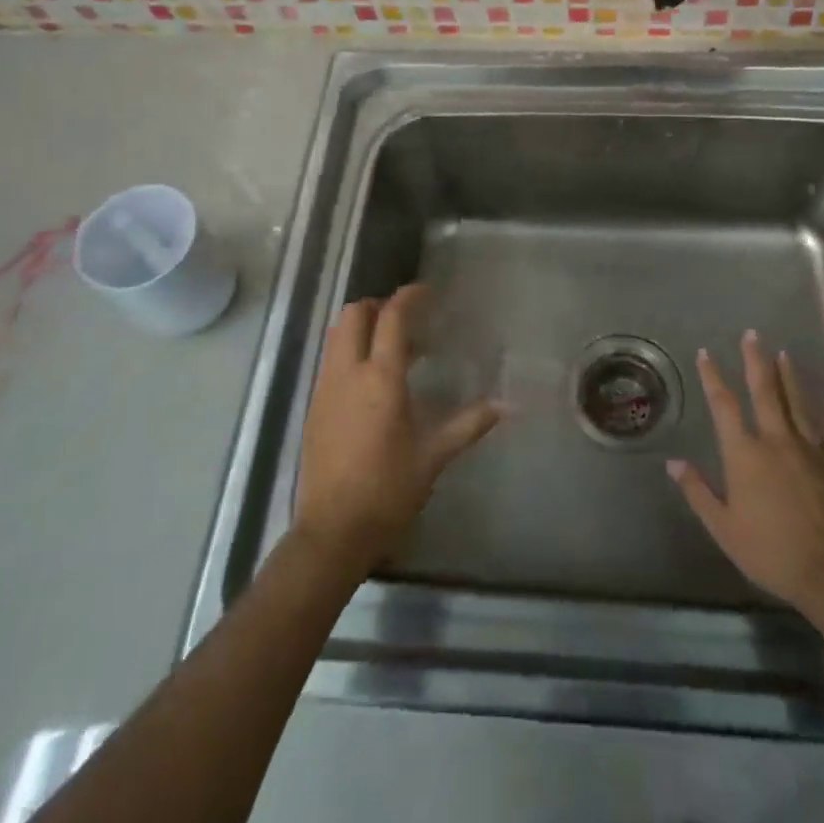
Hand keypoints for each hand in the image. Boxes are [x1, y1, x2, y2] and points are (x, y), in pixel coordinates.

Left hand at [294, 284, 502, 574]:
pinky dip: (350, 351)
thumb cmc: (388, 490)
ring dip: (361, 327)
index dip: (408, 298)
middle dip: (378, 306)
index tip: (426, 291)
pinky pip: (331, 360)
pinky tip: (372, 380)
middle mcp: (347, 373)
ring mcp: (326, 389)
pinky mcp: (315, 407)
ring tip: (393, 347)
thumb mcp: (434, 456)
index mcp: (380, 379)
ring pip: (337, 336)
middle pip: (353, 315)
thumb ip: (469, 424)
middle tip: (406, 318)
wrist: (333, 531)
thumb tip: (508, 405)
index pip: (391, 319)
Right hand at [668, 330, 823, 617]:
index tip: (706, 353)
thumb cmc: (771, 552)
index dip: (713, 377)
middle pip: (765, 392)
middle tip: (752, 334)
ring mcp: (811, 451)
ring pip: (799, 405)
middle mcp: (776, 442)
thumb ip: (698, 492)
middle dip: (756, 361)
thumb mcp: (724, 528)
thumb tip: (673, 462)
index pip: (724, 406)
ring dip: (790, 378)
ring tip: (784, 354)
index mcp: (745, 454)